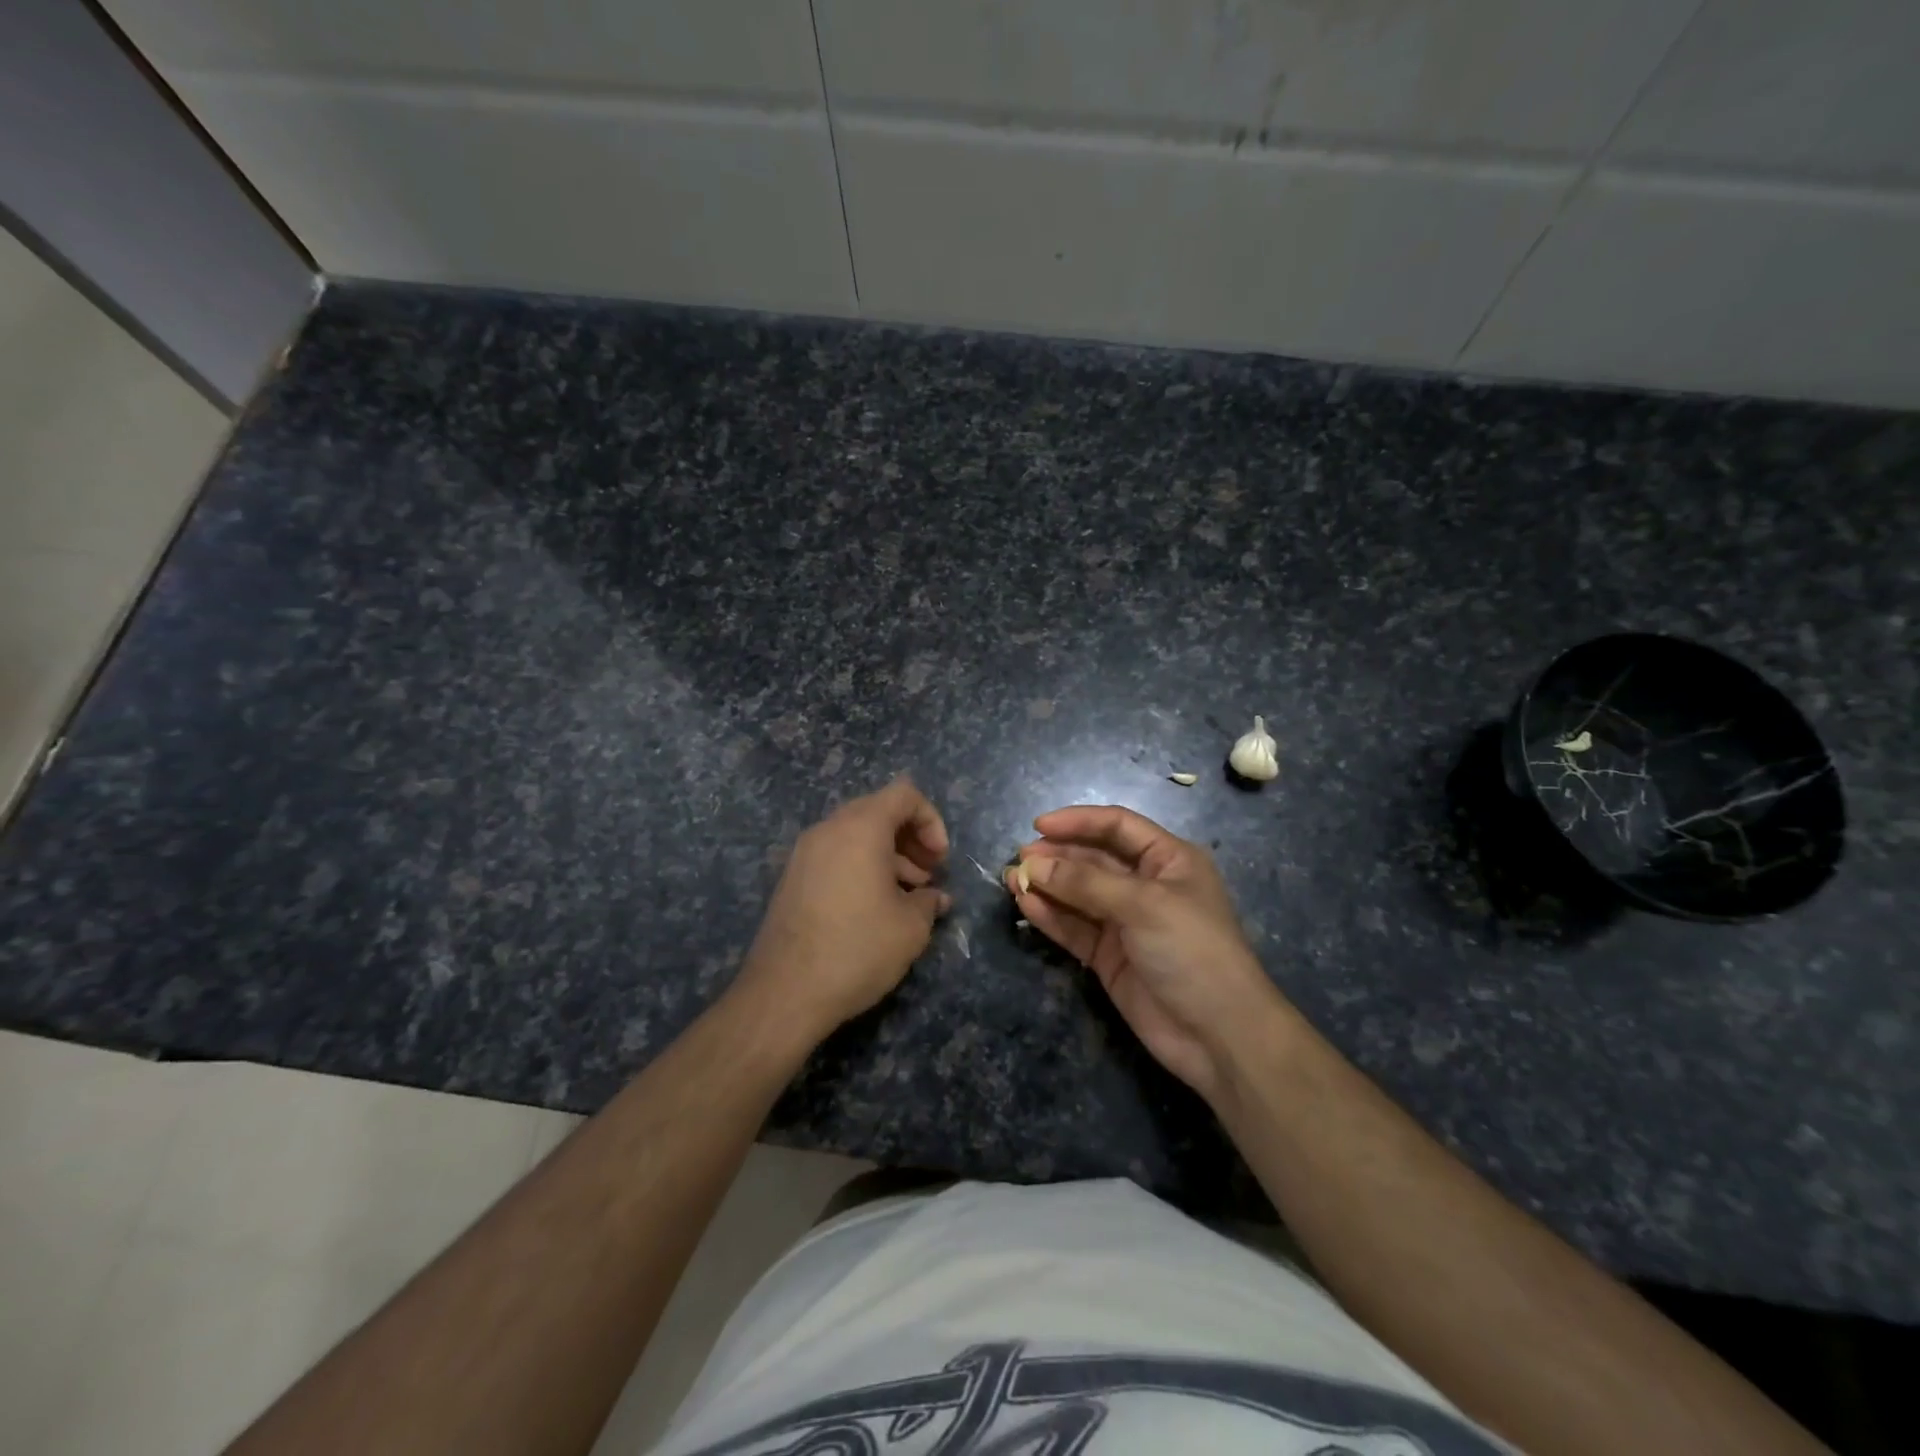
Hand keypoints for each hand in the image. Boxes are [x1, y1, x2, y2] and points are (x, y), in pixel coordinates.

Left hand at [733, 777, 951, 1044]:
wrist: (785, 992)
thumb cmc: (857, 948)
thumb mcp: (910, 927)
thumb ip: (929, 902)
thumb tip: (935, 898)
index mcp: (860, 828)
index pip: (904, 794)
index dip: (931, 821)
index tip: (940, 861)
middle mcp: (829, 829)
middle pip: (879, 811)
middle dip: (910, 838)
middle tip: (928, 876)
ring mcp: (805, 853)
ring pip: (856, 835)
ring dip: (888, 855)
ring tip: (908, 895)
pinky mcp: (792, 879)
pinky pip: (836, 856)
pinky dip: (861, 868)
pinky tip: (875, 908)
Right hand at [1009, 805, 1290, 1106]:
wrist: (1219, 1035)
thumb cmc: (1192, 951)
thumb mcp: (1143, 905)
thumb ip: (1086, 882)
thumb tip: (1033, 864)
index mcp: (1168, 860)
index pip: (1117, 826)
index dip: (1078, 821)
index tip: (1038, 825)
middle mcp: (1145, 885)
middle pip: (1093, 859)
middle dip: (1057, 856)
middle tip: (1019, 859)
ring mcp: (1126, 922)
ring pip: (1078, 894)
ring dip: (1047, 885)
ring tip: (1010, 880)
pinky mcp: (1109, 956)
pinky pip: (1075, 927)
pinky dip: (1051, 916)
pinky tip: (1026, 905)